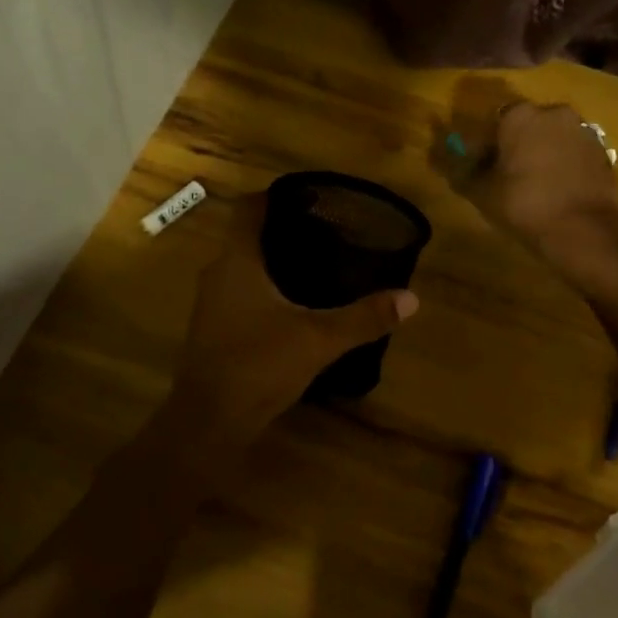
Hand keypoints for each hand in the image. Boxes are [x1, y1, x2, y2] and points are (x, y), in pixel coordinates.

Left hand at [166, 193, 418, 450]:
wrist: (206, 422)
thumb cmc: (258, 365)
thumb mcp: (318, 339)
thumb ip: (363, 317)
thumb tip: (410, 298)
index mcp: (237, 260)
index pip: (249, 207)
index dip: (276, 195)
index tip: (310, 197)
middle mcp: (217, 273)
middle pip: (246, 235)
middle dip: (282, 229)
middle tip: (325, 231)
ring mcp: (210, 303)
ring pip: (242, 266)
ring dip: (272, 261)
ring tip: (315, 264)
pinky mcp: (212, 328)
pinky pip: (239, 292)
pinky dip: (263, 288)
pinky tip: (292, 305)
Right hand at [444, 88, 617, 279]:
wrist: (581, 230)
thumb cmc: (524, 204)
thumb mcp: (482, 190)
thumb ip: (465, 170)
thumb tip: (455, 160)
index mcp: (519, 115)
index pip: (496, 122)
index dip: (490, 144)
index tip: (486, 166)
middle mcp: (553, 112)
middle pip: (529, 125)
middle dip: (520, 143)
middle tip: (512, 173)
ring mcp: (583, 130)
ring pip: (554, 136)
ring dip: (545, 151)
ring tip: (538, 183)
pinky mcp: (603, 151)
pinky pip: (575, 151)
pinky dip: (566, 163)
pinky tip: (560, 188)